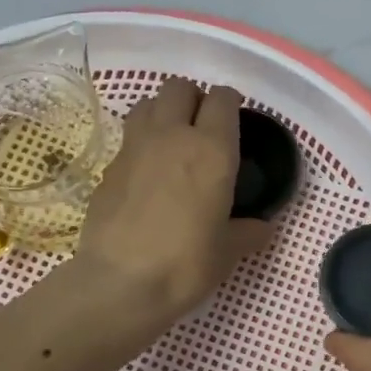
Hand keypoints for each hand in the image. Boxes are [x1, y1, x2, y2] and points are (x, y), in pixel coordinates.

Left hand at [73, 79, 274, 328]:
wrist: (120, 282)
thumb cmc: (186, 264)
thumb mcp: (227, 251)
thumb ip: (248, 232)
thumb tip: (262, 228)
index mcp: (211, 149)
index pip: (222, 99)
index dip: (230, 102)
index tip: (235, 116)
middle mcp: (172, 135)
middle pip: (179, 88)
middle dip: (193, 98)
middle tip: (202, 125)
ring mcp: (134, 147)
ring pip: (147, 103)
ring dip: (162, 110)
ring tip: (171, 138)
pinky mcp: (108, 167)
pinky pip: (128, 137)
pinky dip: (140, 142)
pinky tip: (146, 172)